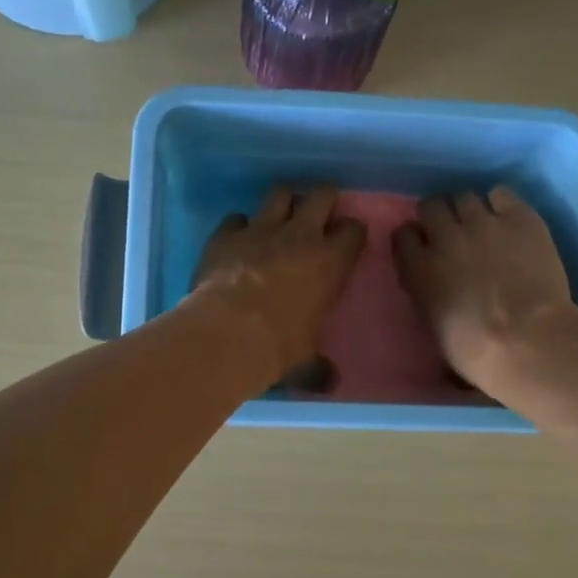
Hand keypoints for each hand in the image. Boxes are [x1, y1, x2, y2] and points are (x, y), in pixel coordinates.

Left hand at [191, 185, 364, 385]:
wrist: (227, 335)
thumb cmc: (278, 348)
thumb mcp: (306, 362)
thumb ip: (318, 367)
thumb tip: (331, 383)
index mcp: (330, 263)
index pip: (353, 231)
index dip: (351, 232)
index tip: (347, 239)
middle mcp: (299, 236)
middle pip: (320, 195)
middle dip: (322, 199)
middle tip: (318, 212)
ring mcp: (260, 230)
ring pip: (278, 193)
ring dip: (282, 202)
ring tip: (278, 216)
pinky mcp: (225, 235)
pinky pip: (235, 218)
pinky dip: (238, 226)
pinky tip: (235, 240)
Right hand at [392, 187, 577, 389]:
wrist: (526, 340)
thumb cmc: (474, 349)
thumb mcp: (432, 324)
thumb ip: (424, 292)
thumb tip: (430, 281)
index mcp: (419, 268)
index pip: (402, 235)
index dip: (413, 239)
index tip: (422, 247)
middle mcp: (445, 237)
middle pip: (431, 206)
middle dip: (437, 216)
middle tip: (451, 232)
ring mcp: (483, 223)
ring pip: (464, 196)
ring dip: (467, 209)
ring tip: (481, 224)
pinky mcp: (519, 217)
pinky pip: (501, 193)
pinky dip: (500, 203)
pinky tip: (507, 219)